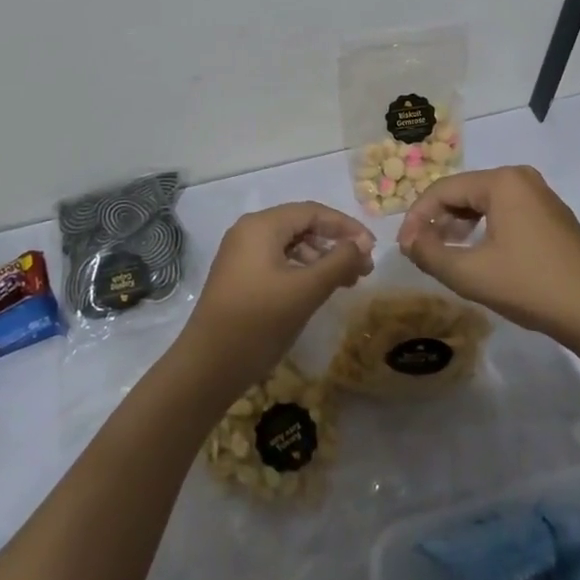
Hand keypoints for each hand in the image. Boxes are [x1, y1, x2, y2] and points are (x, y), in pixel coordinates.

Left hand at [178, 203, 373, 392]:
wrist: (207, 367)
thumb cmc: (259, 322)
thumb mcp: (305, 290)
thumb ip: (338, 262)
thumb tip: (362, 244)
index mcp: (262, 225)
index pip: (312, 212)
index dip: (346, 226)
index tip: (372, 248)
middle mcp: (249, 231)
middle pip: (301, 226)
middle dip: (335, 244)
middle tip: (363, 269)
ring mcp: (241, 255)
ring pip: (291, 245)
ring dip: (321, 259)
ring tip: (347, 282)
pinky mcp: (239, 277)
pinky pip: (278, 261)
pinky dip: (302, 271)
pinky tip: (318, 290)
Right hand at [398, 166, 579, 345]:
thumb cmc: (531, 286)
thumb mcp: (471, 274)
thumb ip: (430, 254)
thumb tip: (408, 240)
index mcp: (501, 181)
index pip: (443, 189)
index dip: (417, 217)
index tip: (403, 248)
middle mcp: (521, 178)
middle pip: (464, 192)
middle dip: (438, 220)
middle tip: (421, 250)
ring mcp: (541, 195)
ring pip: (485, 202)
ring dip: (460, 225)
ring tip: (445, 253)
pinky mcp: (553, 215)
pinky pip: (506, 212)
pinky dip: (485, 228)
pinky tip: (479, 254)